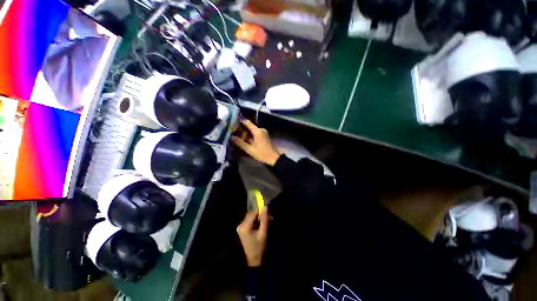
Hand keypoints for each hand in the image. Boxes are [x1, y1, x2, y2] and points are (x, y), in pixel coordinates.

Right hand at [232, 120, 280, 165]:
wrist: (273, 158)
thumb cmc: (262, 153)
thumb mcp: (249, 149)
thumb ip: (240, 143)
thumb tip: (232, 137)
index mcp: (257, 131)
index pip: (247, 122)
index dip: (240, 122)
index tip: (232, 125)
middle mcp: (260, 130)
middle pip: (249, 127)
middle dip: (241, 129)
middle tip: (233, 132)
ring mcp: (263, 133)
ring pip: (252, 131)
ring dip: (245, 134)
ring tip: (236, 136)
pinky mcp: (264, 136)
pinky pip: (255, 134)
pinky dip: (250, 136)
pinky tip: (244, 140)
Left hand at [237, 207, 268, 266]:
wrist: (254, 260)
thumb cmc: (259, 247)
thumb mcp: (263, 233)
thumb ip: (264, 219)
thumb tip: (265, 206)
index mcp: (245, 226)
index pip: (253, 213)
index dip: (260, 210)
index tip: (267, 209)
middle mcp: (241, 225)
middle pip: (251, 214)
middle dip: (260, 214)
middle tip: (269, 217)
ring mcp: (240, 227)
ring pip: (251, 217)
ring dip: (258, 217)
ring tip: (266, 221)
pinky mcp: (242, 229)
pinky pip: (249, 221)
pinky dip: (255, 221)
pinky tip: (261, 224)